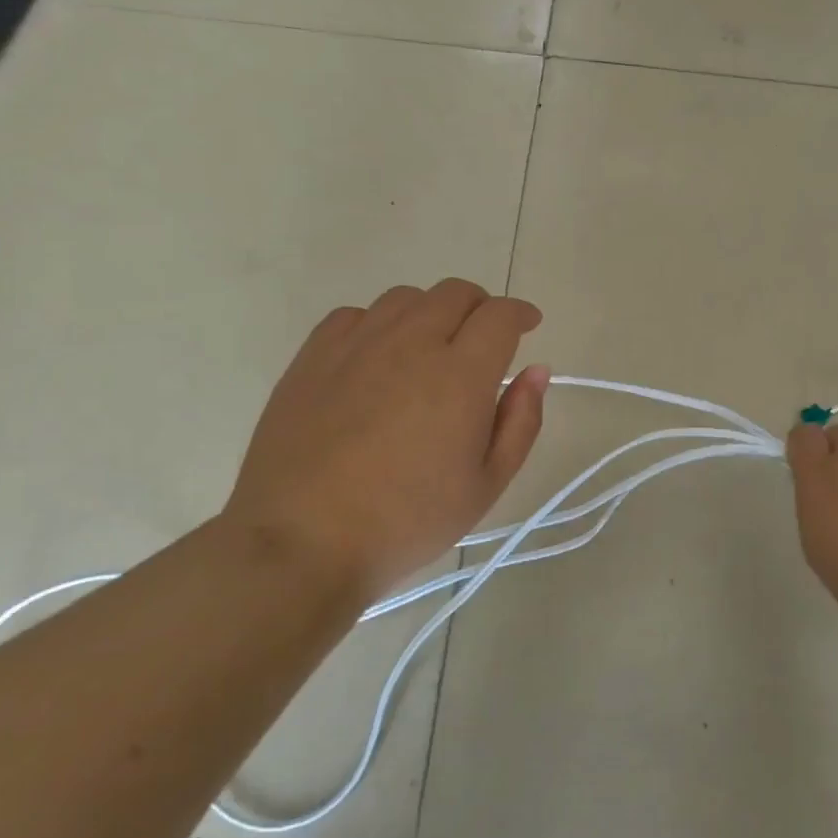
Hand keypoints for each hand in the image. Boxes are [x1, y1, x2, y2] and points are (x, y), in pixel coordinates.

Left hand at [221, 280, 549, 599]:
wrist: (302, 544)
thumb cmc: (406, 522)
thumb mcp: (486, 485)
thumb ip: (521, 421)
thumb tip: (536, 370)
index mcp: (460, 375)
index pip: (500, 315)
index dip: (520, 313)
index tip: (528, 324)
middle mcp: (411, 344)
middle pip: (455, 293)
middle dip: (481, 306)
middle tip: (484, 337)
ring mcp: (357, 346)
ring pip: (406, 298)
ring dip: (431, 311)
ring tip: (431, 346)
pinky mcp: (313, 357)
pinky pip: (354, 315)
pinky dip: (379, 323)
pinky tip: (377, 356)